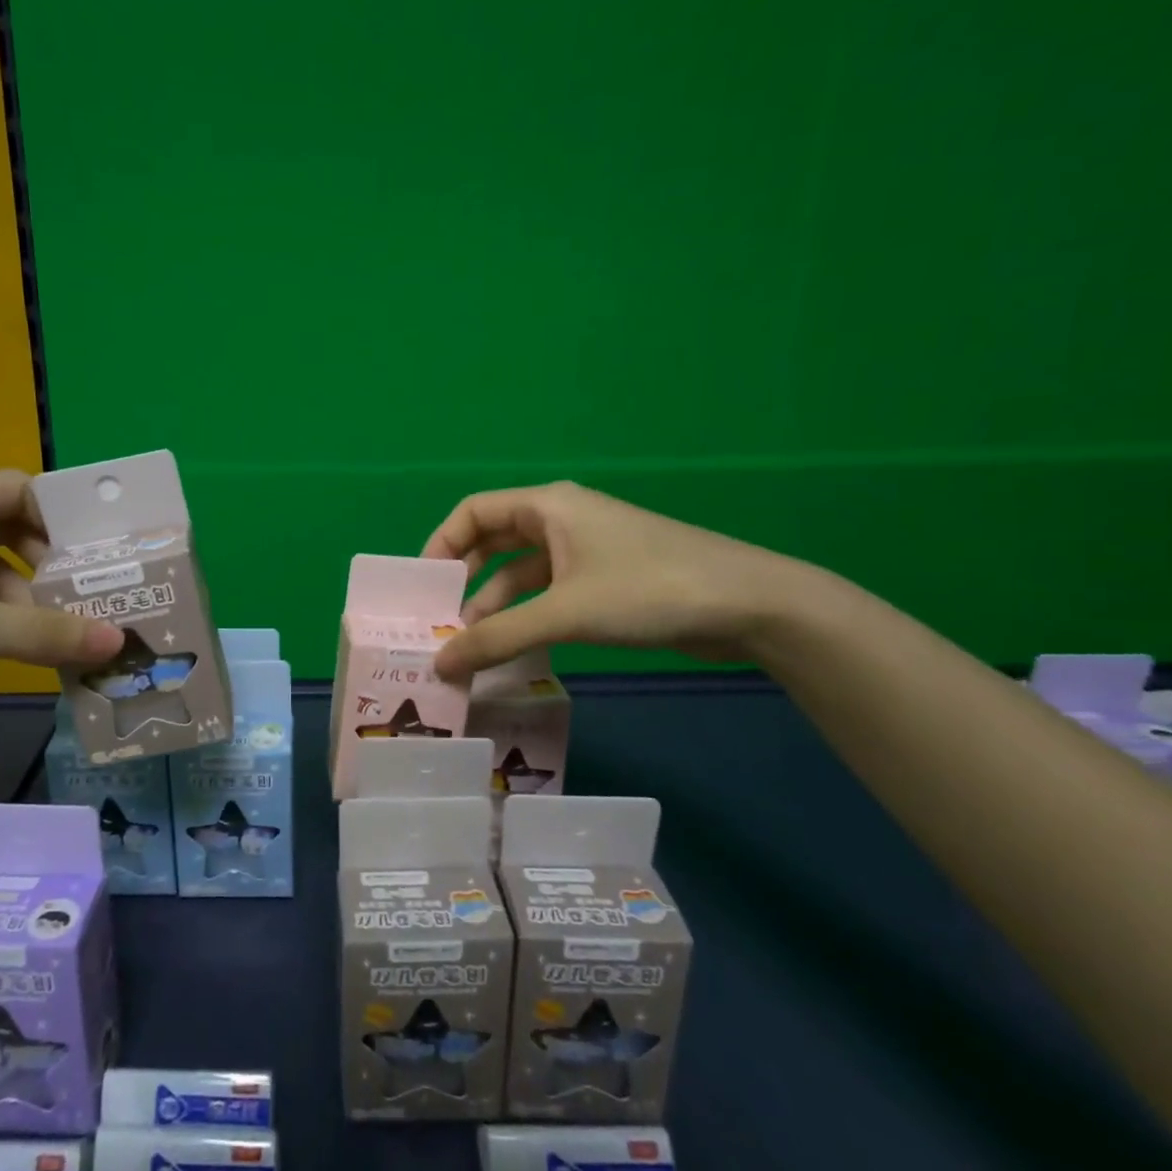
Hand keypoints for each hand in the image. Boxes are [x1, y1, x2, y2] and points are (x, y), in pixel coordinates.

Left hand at [0, 472, 122, 740]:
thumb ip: (33, 634)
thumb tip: (117, 643)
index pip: (19, 490)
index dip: (66, 519)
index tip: (110, 558)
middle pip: (7, 530)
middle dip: (53, 564)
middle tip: (103, 599)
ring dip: (25, 599)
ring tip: (70, 634)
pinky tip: (20, 649)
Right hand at [422, 481, 805, 676]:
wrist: (749, 605)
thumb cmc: (647, 590)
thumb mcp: (564, 613)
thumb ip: (497, 638)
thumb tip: (440, 665)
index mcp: (548, 506)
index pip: (474, 511)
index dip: (441, 544)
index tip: (422, 589)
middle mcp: (562, 520)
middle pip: (494, 542)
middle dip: (466, 581)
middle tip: (442, 622)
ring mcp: (586, 551)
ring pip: (522, 573)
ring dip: (497, 606)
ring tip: (474, 648)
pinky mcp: (606, 580)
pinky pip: (550, 593)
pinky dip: (528, 616)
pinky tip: (516, 649)